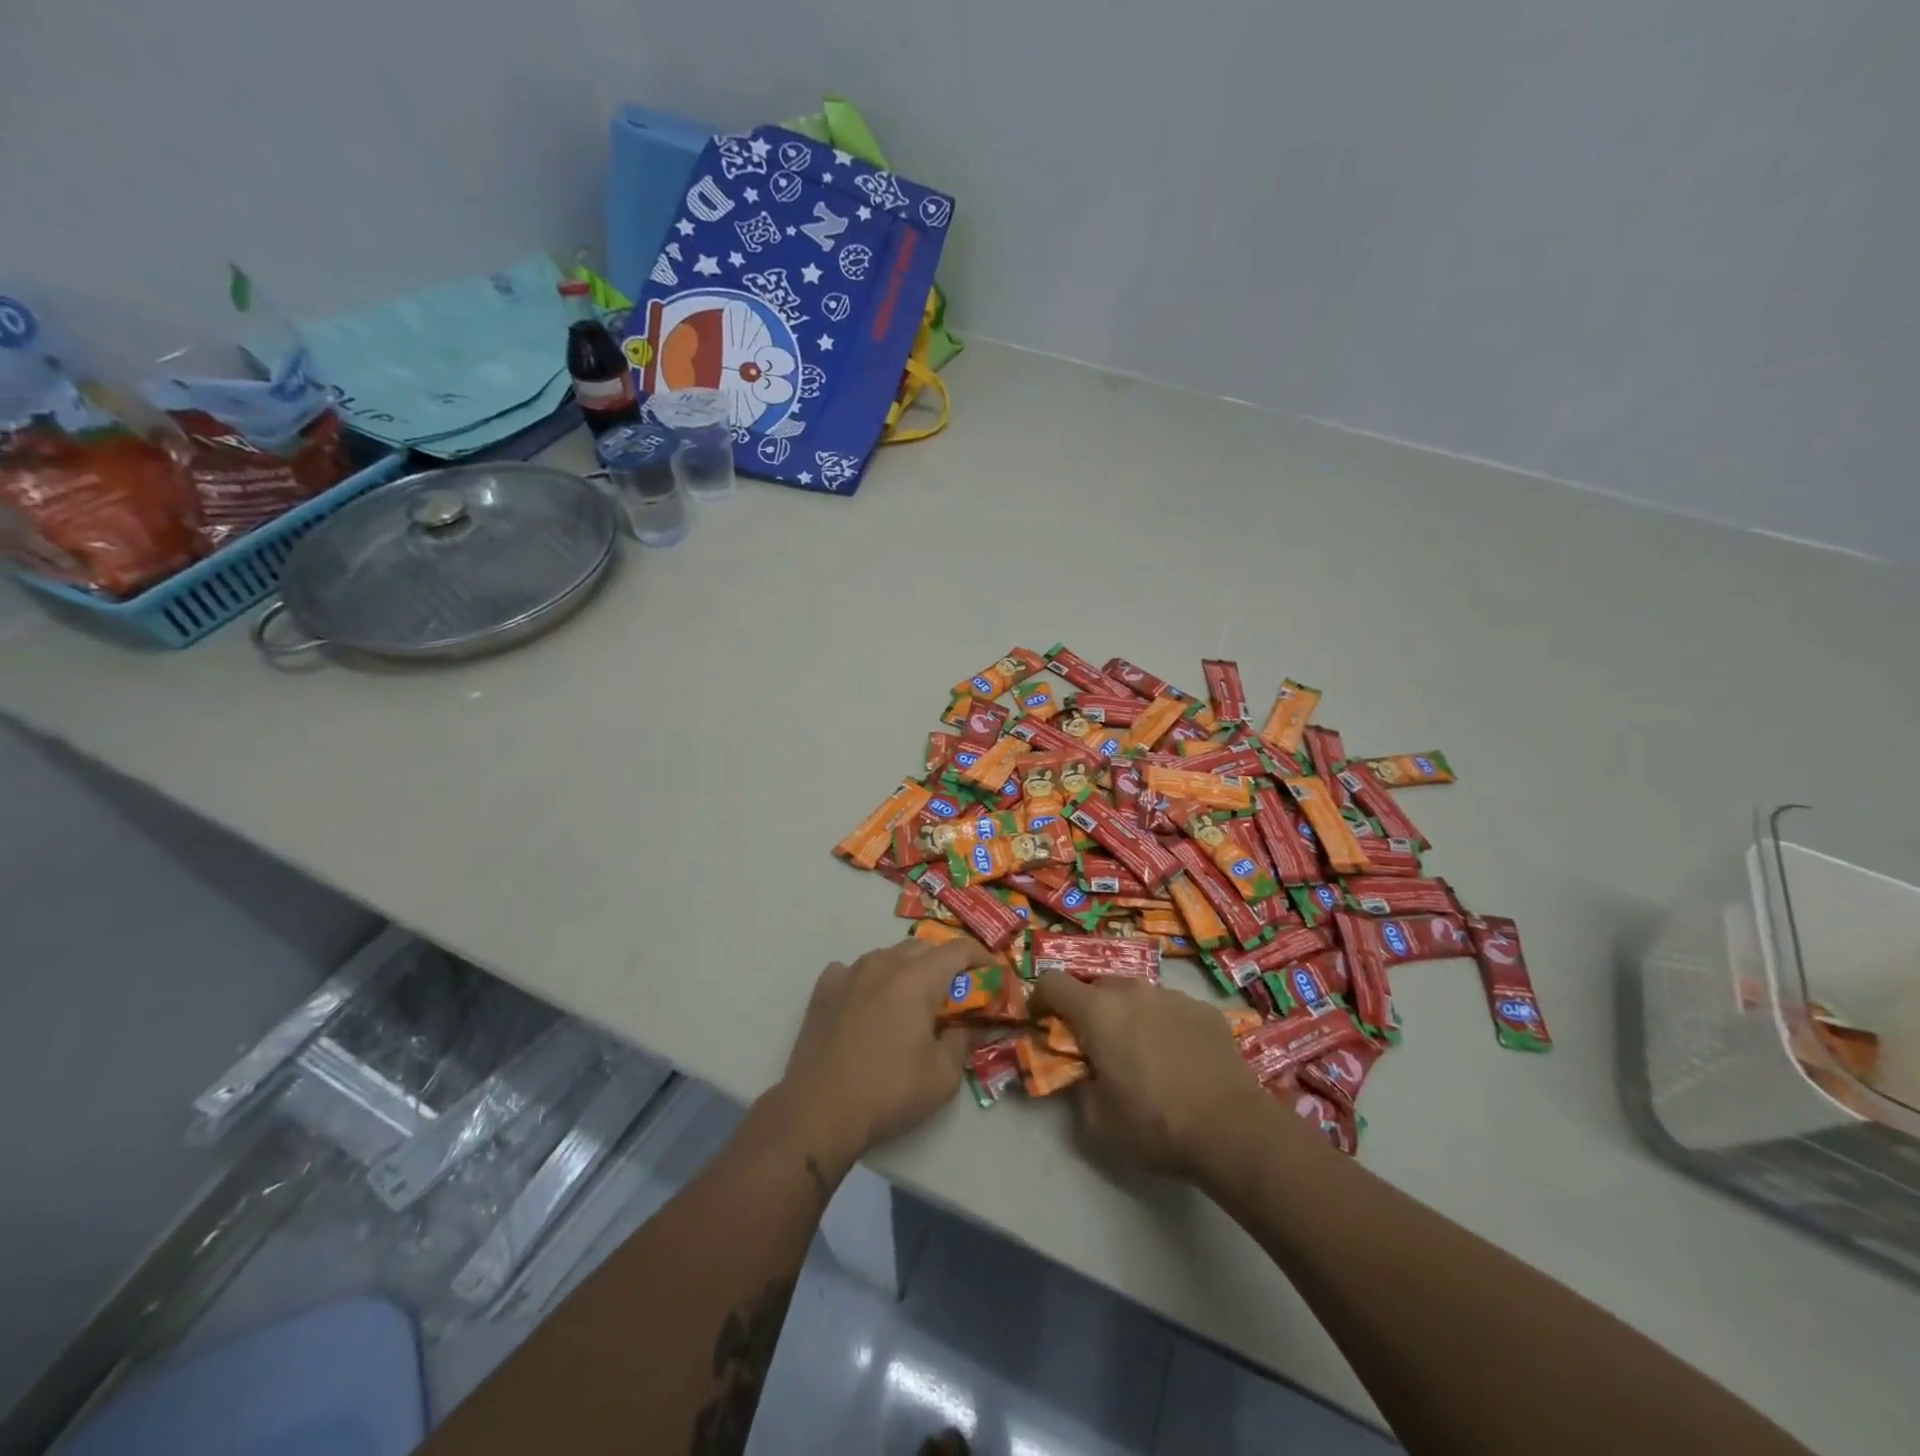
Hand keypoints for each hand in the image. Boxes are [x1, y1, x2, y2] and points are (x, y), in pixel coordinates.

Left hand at [775, 937, 992, 1169]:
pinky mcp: (824, 989)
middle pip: (923, 947)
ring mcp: (849, 972)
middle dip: (944, 965)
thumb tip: (970, 1027)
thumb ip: (963, 1041)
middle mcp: (883, 963)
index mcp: (917, 978)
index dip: (981, 958)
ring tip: (911, 1002)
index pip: (958, 949)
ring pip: (888, 956)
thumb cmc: (889, 1091)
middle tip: (954, 996)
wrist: (818, 1111)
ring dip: (907, 971)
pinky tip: (869, 1005)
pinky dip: (870, 981)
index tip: (992, 976)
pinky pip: (855, 971)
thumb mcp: (943, 1075)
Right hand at [1028, 973, 1281, 1185]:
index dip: (1040, 998)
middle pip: (1096, 985)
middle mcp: (1132, 990)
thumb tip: (1081, 1072)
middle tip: (1095, 1044)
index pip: (1052, 982)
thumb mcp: (1098, 1119)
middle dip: (1088, 1009)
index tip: (1042, 1020)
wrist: (1233, 1129)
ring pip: (1136, 995)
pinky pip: (1170, 1008)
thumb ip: (1078, 1086)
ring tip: (1142, 1053)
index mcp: (1097, 1010)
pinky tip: (1179, 1058)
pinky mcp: (1204, 1009)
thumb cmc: (1155, 1124)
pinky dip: (1164, 1024)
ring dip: (1128, 1015)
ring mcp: (1172, 995)